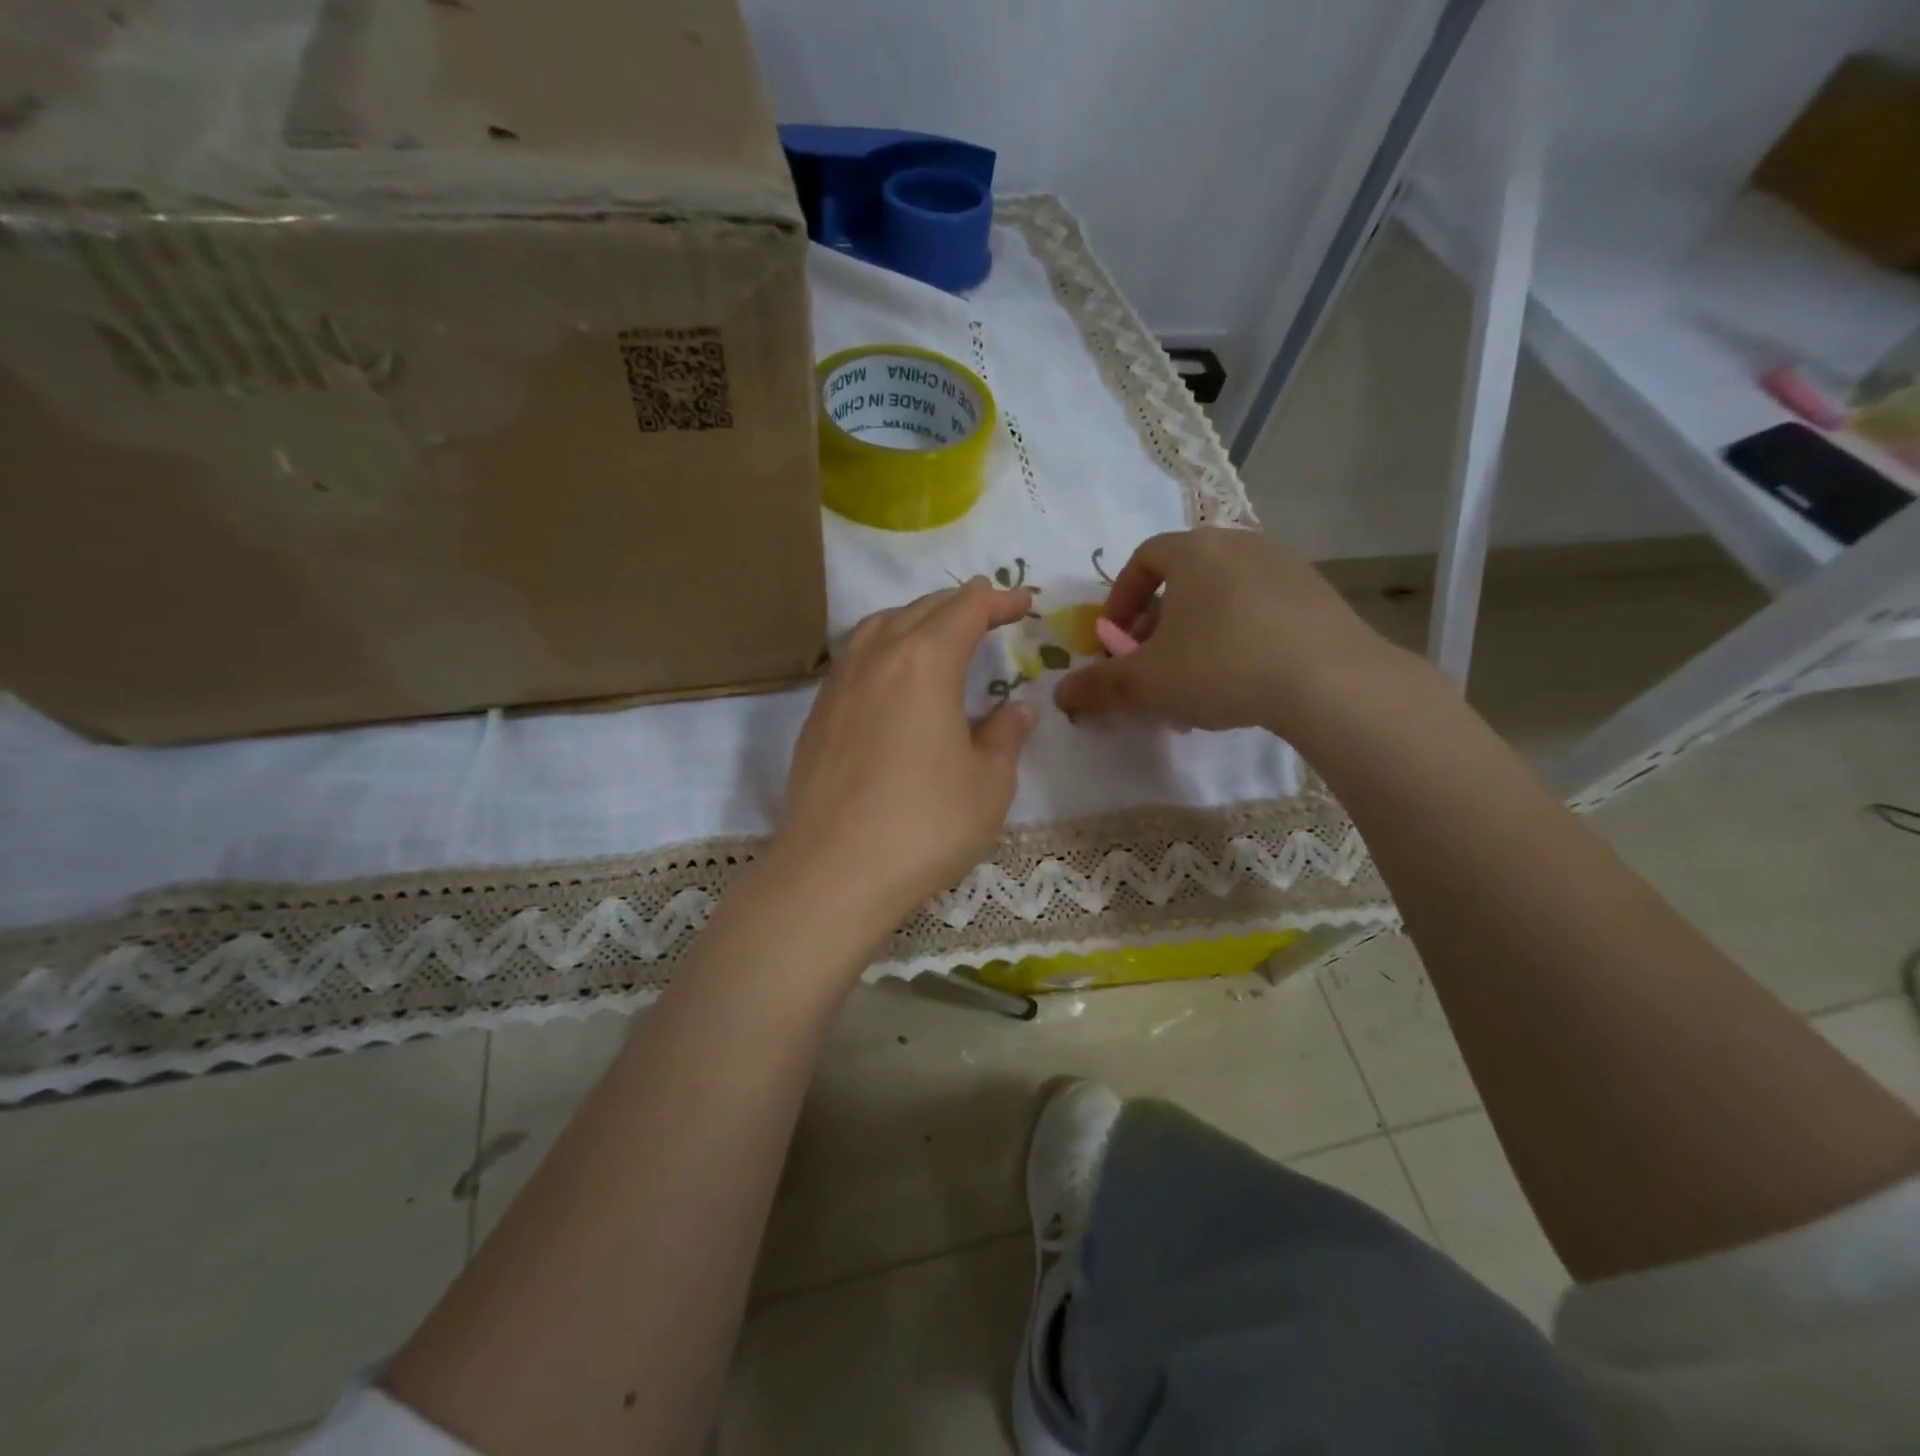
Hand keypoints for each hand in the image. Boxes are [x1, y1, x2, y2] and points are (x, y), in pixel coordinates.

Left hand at [774, 578, 1037, 930]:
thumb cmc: (925, 824)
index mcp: (924, 663)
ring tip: (937, 630)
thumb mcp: (988, 783)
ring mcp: (838, 685)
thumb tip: (1018, 710)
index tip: (1024, 602)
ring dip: (914, 617)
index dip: (999, 601)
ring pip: (878, 627)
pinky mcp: (817, 715)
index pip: (966, 611)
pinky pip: (853, 657)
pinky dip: (882, 647)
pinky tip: (891, 676)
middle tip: (989, 608)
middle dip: (959, 603)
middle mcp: (876, 658)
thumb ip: (1005, 736)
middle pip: (920, 609)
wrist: (834, 871)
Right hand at [1054, 527, 1411, 733]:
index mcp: (1194, 551)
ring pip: (1222, 597)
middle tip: (1152, 664)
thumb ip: (1099, 686)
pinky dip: (1238, 636)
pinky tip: (1243, 679)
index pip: (1143, 559)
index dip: (1120, 600)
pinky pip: (1260, 609)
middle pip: (1183, 579)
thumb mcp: (1146, 683)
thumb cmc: (1221, 666)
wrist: (1330, 681)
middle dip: (1157, 624)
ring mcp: (1285, 566)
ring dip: (1197, 633)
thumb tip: (1061, 694)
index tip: (1115, 639)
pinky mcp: (1318, 595)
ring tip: (1195, 680)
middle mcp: (1239, 544)